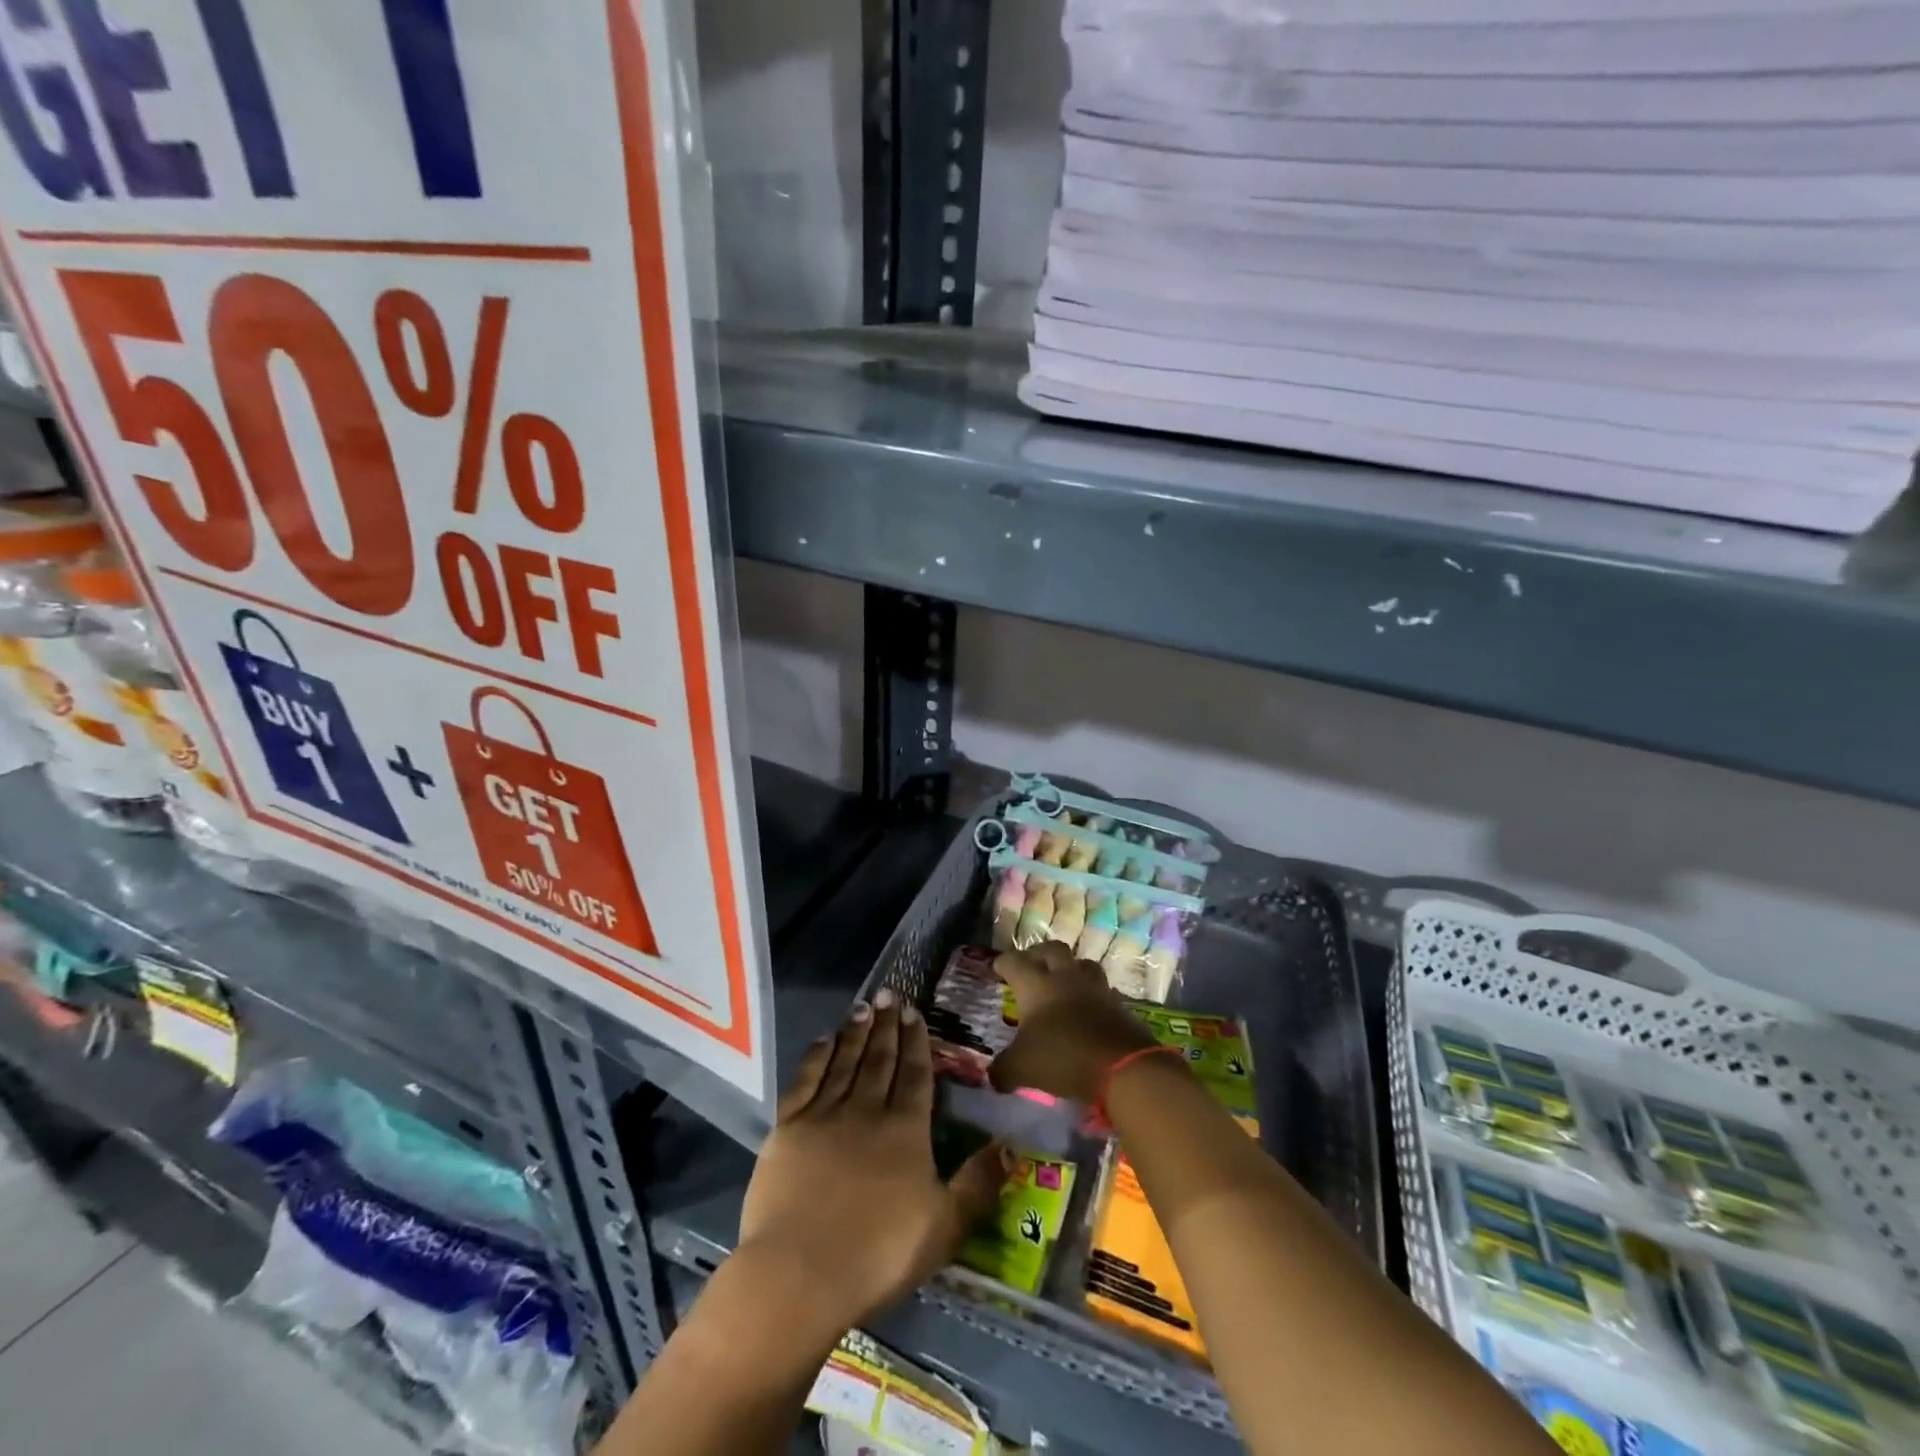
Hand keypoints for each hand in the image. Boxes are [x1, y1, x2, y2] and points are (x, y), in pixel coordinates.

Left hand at [737, 989, 1009, 1333]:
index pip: (915, 1074)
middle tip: (890, 994)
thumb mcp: (944, 1227)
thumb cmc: (878, 1256)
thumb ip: (978, 1184)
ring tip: (864, 1006)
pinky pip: (805, 1079)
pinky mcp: (787, 1127)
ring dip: (856, 1032)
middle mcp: (866, 1110)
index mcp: (906, 1130)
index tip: (915, 1012)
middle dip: (887, 1025)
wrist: (799, 1274)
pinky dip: (817, 1056)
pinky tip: (824, 1039)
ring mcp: (824, 1115)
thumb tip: (1011, 1146)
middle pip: (880, 1059)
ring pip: (845, 1061)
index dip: (916, 1041)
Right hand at [989, 944, 1159, 1102]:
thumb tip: (992, 1077)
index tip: (997, 967)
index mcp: (1036, 985)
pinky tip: (1087, 1009)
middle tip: (1030, 966)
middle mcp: (1065, 978)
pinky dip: (1092, 995)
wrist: (1122, 1066)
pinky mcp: (1118, 1004)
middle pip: (1051, 950)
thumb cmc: (1063, 1057)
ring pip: (1081, 964)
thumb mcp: (1022, 1068)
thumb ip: (1003, 1070)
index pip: (1014, 962)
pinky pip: (1102, 990)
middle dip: (1038, 954)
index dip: (1003, 963)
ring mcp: (1095, 988)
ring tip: (1062, 982)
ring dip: (1070, 968)